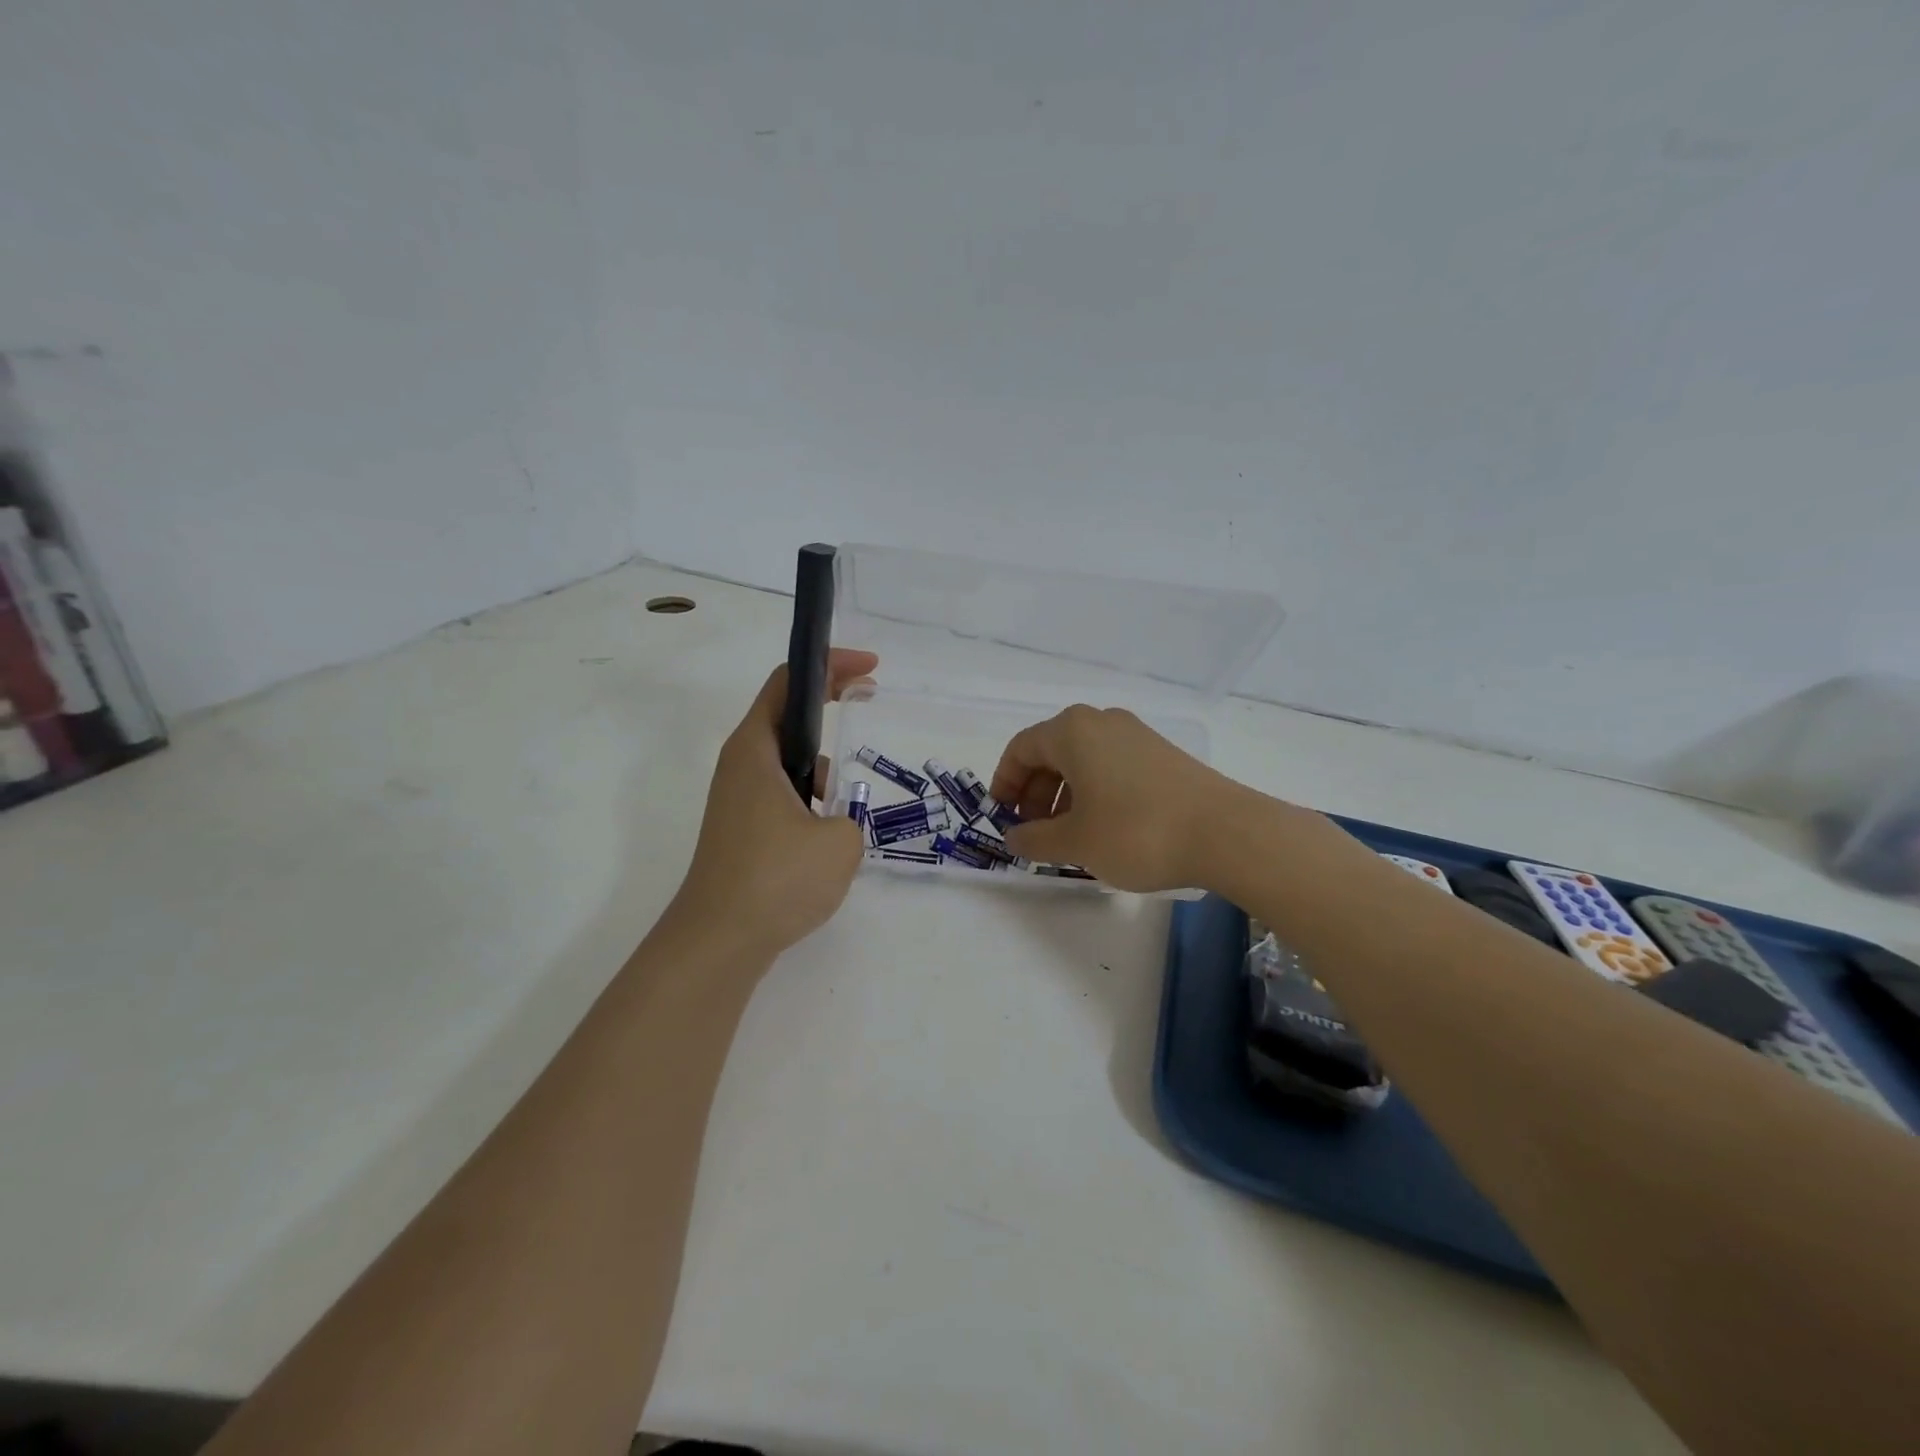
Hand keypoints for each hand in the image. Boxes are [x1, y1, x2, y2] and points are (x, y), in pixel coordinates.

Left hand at [668, 649, 878, 960]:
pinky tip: (824, 845)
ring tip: (841, 814)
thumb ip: (849, 816)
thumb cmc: (777, 879)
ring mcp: (736, 799)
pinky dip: (809, 803)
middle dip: (831, 710)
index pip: (791, 682)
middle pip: (788, 718)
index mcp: (756, 749)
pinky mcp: (740, 830)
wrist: (718, 942)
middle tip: (869, 707)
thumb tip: (831, 821)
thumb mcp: (840, 841)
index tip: (870, 668)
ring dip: (821, 771)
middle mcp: (740, 765)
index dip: (831, 665)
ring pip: (788, 763)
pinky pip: (782, 796)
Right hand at [988, 705, 1235, 892]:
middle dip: (1036, 793)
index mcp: (1073, 731)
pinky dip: (1094, 792)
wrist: (1225, 833)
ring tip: (1067, 837)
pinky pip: (1110, 766)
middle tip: (1034, 832)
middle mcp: (1102, 722)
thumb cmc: (1136, 831)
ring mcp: (1136, 735)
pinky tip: (1102, 828)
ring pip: (1082, 760)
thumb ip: (1034, 839)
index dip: (1005, 783)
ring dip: (1064, 796)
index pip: (1021, 748)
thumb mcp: (1075, 842)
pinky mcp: (1161, 754)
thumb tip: (1014, 836)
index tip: (1003, 817)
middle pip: (1052, 752)